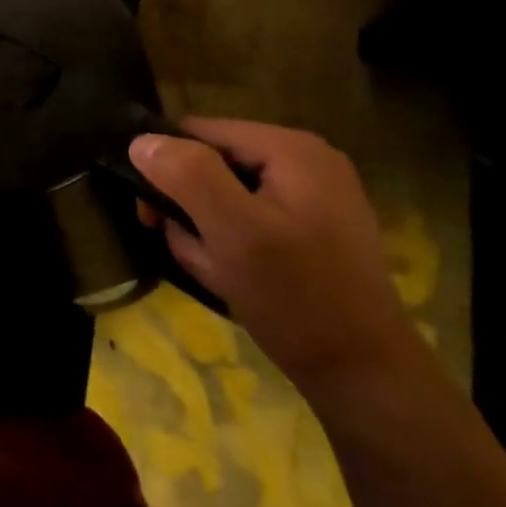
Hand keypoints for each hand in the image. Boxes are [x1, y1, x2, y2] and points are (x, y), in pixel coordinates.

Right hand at [130, 119, 419, 398]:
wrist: (363, 374)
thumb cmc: (296, 296)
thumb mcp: (233, 231)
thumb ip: (187, 176)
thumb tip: (141, 141)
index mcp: (291, 149)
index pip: (199, 132)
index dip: (167, 167)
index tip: (153, 216)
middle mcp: (306, 160)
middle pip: (212, 163)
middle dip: (190, 207)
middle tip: (191, 249)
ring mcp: (313, 195)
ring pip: (226, 195)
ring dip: (207, 231)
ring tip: (217, 270)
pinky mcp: (313, 227)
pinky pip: (249, 220)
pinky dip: (231, 244)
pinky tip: (235, 276)